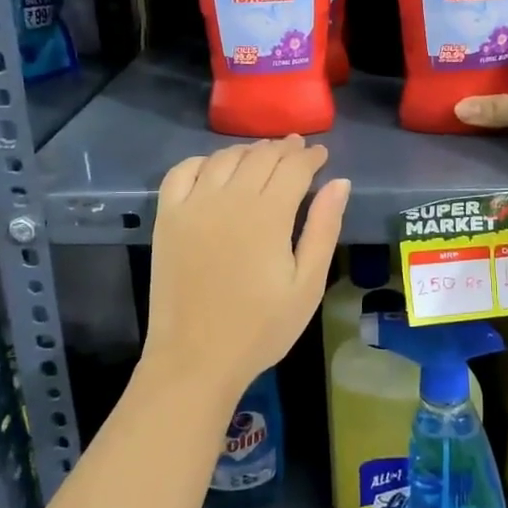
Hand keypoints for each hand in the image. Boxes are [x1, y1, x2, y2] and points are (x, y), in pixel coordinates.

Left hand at [144, 137, 349, 403]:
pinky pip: (182, 172)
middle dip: (283, 149)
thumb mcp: (307, 285)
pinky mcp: (167, 217)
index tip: (322, 154)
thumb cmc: (261, 328)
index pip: (294, 168)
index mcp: (268, 215)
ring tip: (263, 155)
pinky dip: (202, 161)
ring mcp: (193, 205)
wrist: (195, 358)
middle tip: (298, 149)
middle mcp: (229, 199)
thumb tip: (340, 183)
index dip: (311, 157)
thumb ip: (323, 229)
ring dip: (248, 151)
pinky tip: (215, 168)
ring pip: (224, 158)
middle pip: (260, 157)